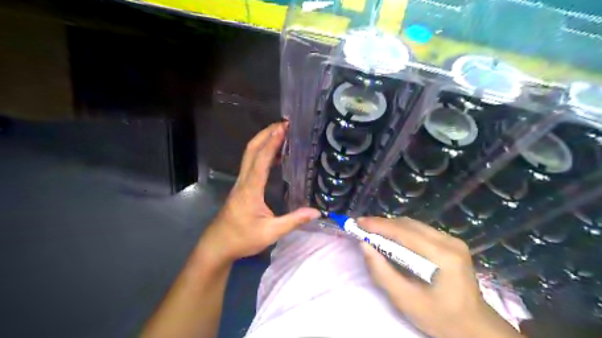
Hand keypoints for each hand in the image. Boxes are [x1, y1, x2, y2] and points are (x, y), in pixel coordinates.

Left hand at [198, 122, 318, 264]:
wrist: (218, 245)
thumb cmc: (242, 238)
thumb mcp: (271, 233)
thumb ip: (293, 221)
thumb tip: (316, 212)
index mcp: (251, 189)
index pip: (261, 160)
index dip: (272, 142)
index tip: (283, 128)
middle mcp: (244, 181)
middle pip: (251, 150)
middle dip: (266, 133)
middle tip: (283, 124)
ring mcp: (241, 183)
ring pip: (249, 155)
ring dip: (263, 141)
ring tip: (280, 134)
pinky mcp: (241, 187)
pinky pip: (251, 164)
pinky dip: (262, 153)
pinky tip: (273, 156)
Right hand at [359, 217, 524, 337]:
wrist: (474, 327)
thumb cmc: (440, 317)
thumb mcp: (405, 300)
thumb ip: (382, 272)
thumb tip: (364, 245)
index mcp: (442, 256)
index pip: (404, 232)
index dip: (378, 225)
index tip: (358, 223)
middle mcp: (449, 242)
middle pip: (409, 225)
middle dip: (383, 224)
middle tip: (362, 227)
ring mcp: (453, 240)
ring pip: (414, 225)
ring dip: (391, 227)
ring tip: (372, 231)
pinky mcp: (452, 243)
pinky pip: (421, 231)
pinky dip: (402, 232)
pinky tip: (391, 238)